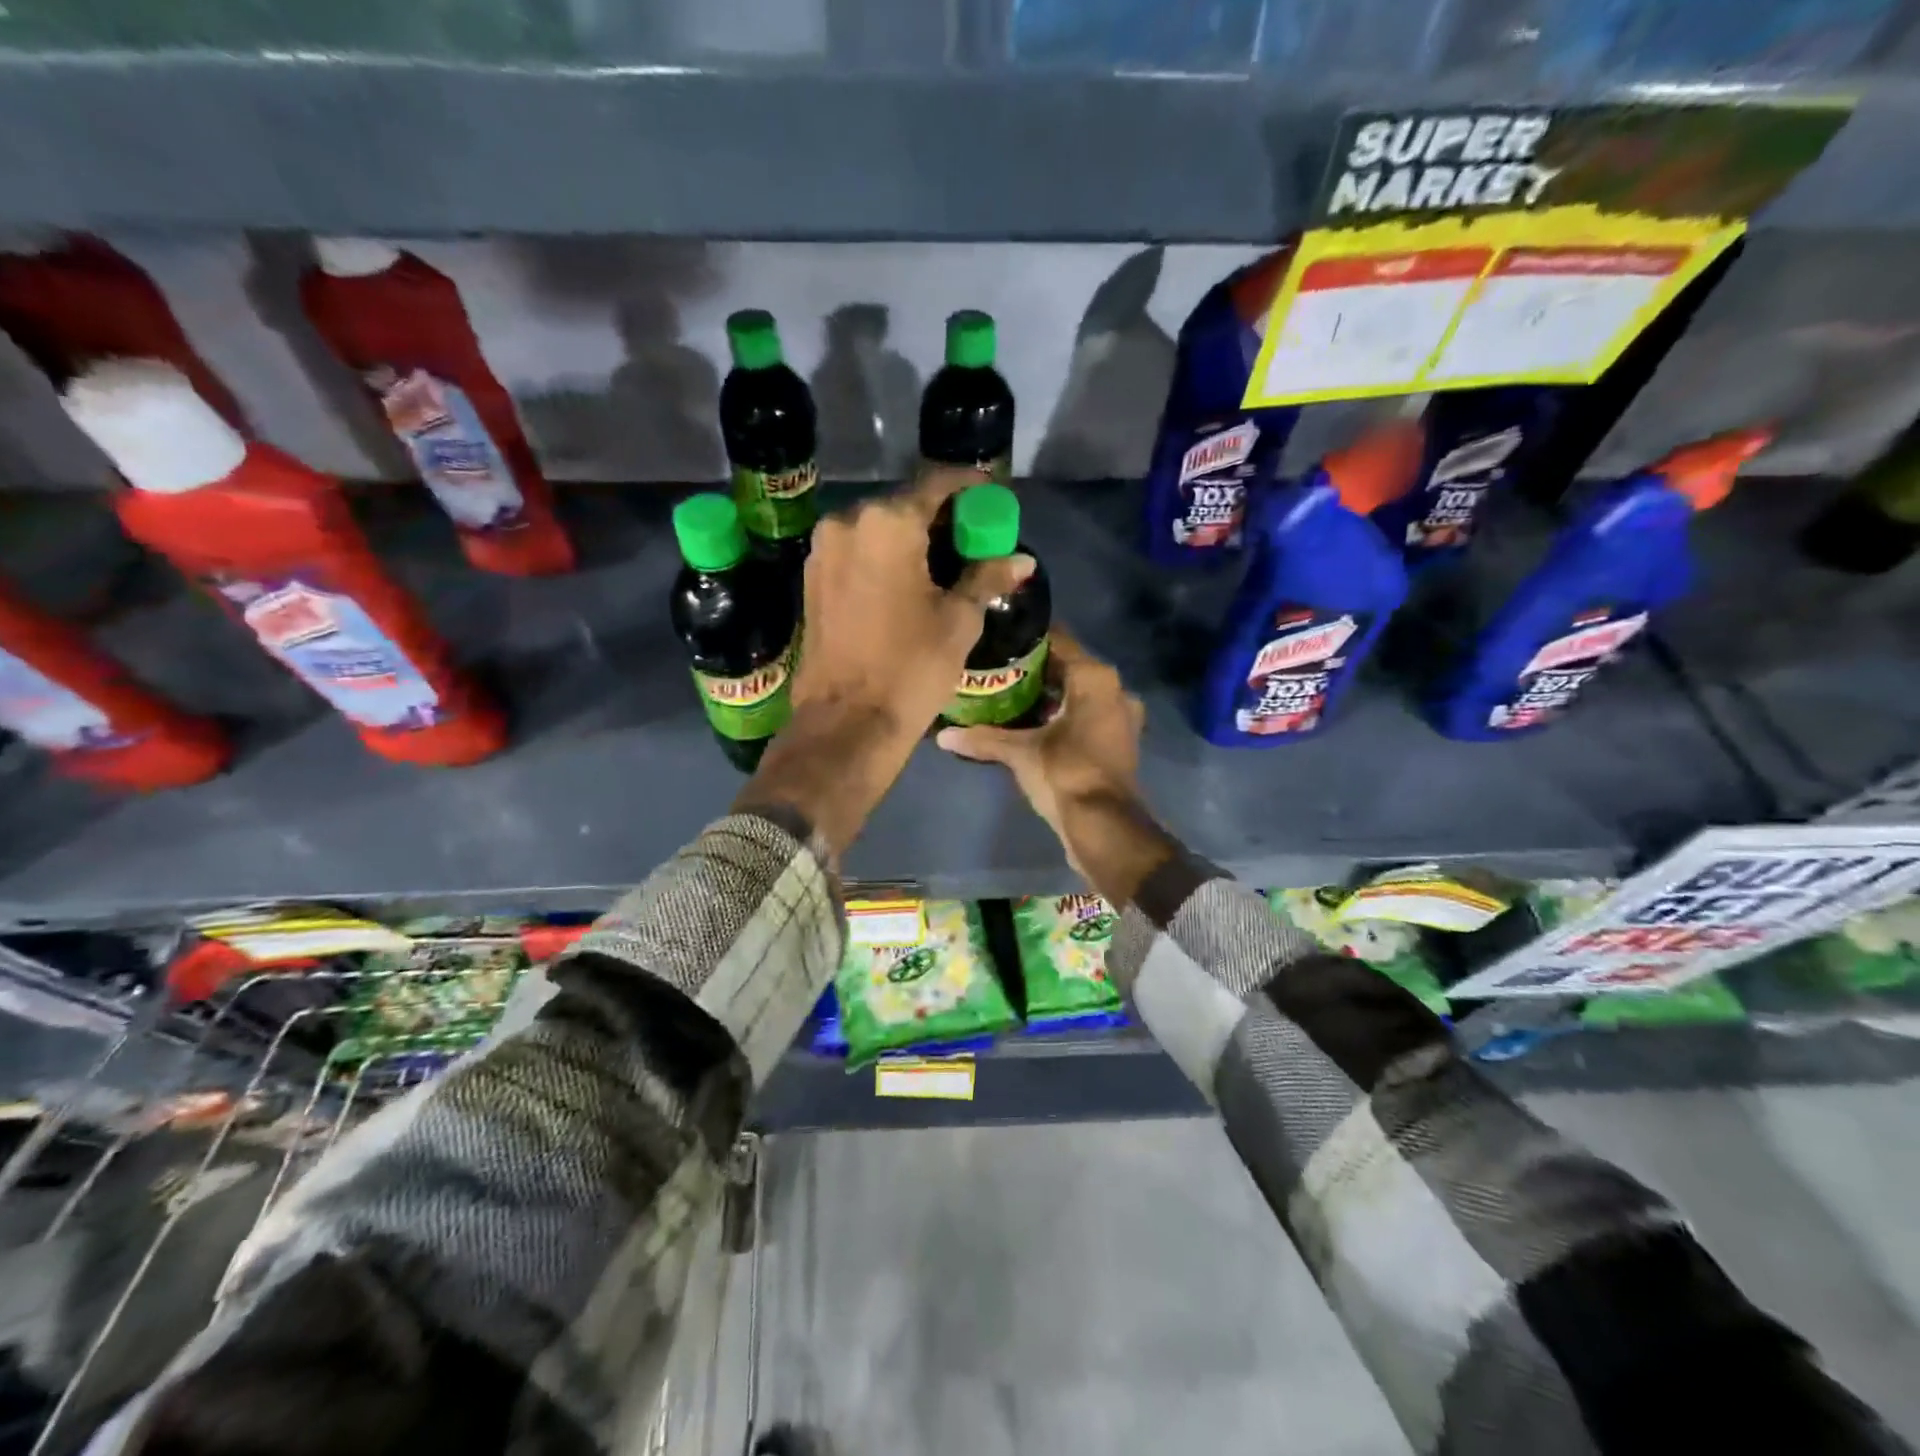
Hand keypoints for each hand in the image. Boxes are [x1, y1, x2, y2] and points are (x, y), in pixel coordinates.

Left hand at [737, 468, 1033, 856]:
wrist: (846, 722)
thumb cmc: (910, 668)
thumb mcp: (959, 621)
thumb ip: (987, 577)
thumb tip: (1021, 560)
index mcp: (888, 523)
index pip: (936, 484)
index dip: (969, 487)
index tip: (990, 496)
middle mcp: (848, 522)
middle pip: (903, 504)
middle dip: (938, 516)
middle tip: (970, 538)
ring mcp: (823, 550)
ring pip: (876, 529)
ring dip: (908, 538)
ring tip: (940, 563)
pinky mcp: (811, 579)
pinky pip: (855, 552)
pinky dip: (882, 557)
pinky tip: (905, 581)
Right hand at [936, 628, 1175, 906]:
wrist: (1105, 826)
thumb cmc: (1065, 774)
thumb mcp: (1020, 753)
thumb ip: (983, 739)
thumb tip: (943, 735)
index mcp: (1095, 678)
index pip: (1058, 642)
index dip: (1026, 642)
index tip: (997, 644)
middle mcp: (1114, 689)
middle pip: (1068, 668)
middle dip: (1034, 672)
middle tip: (997, 673)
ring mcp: (1121, 717)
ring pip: (1078, 695)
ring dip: (1049, 697)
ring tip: (1009, 699)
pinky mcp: (1118, 742)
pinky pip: (1086, 716)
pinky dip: (1063, 717)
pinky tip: (1033, 726)